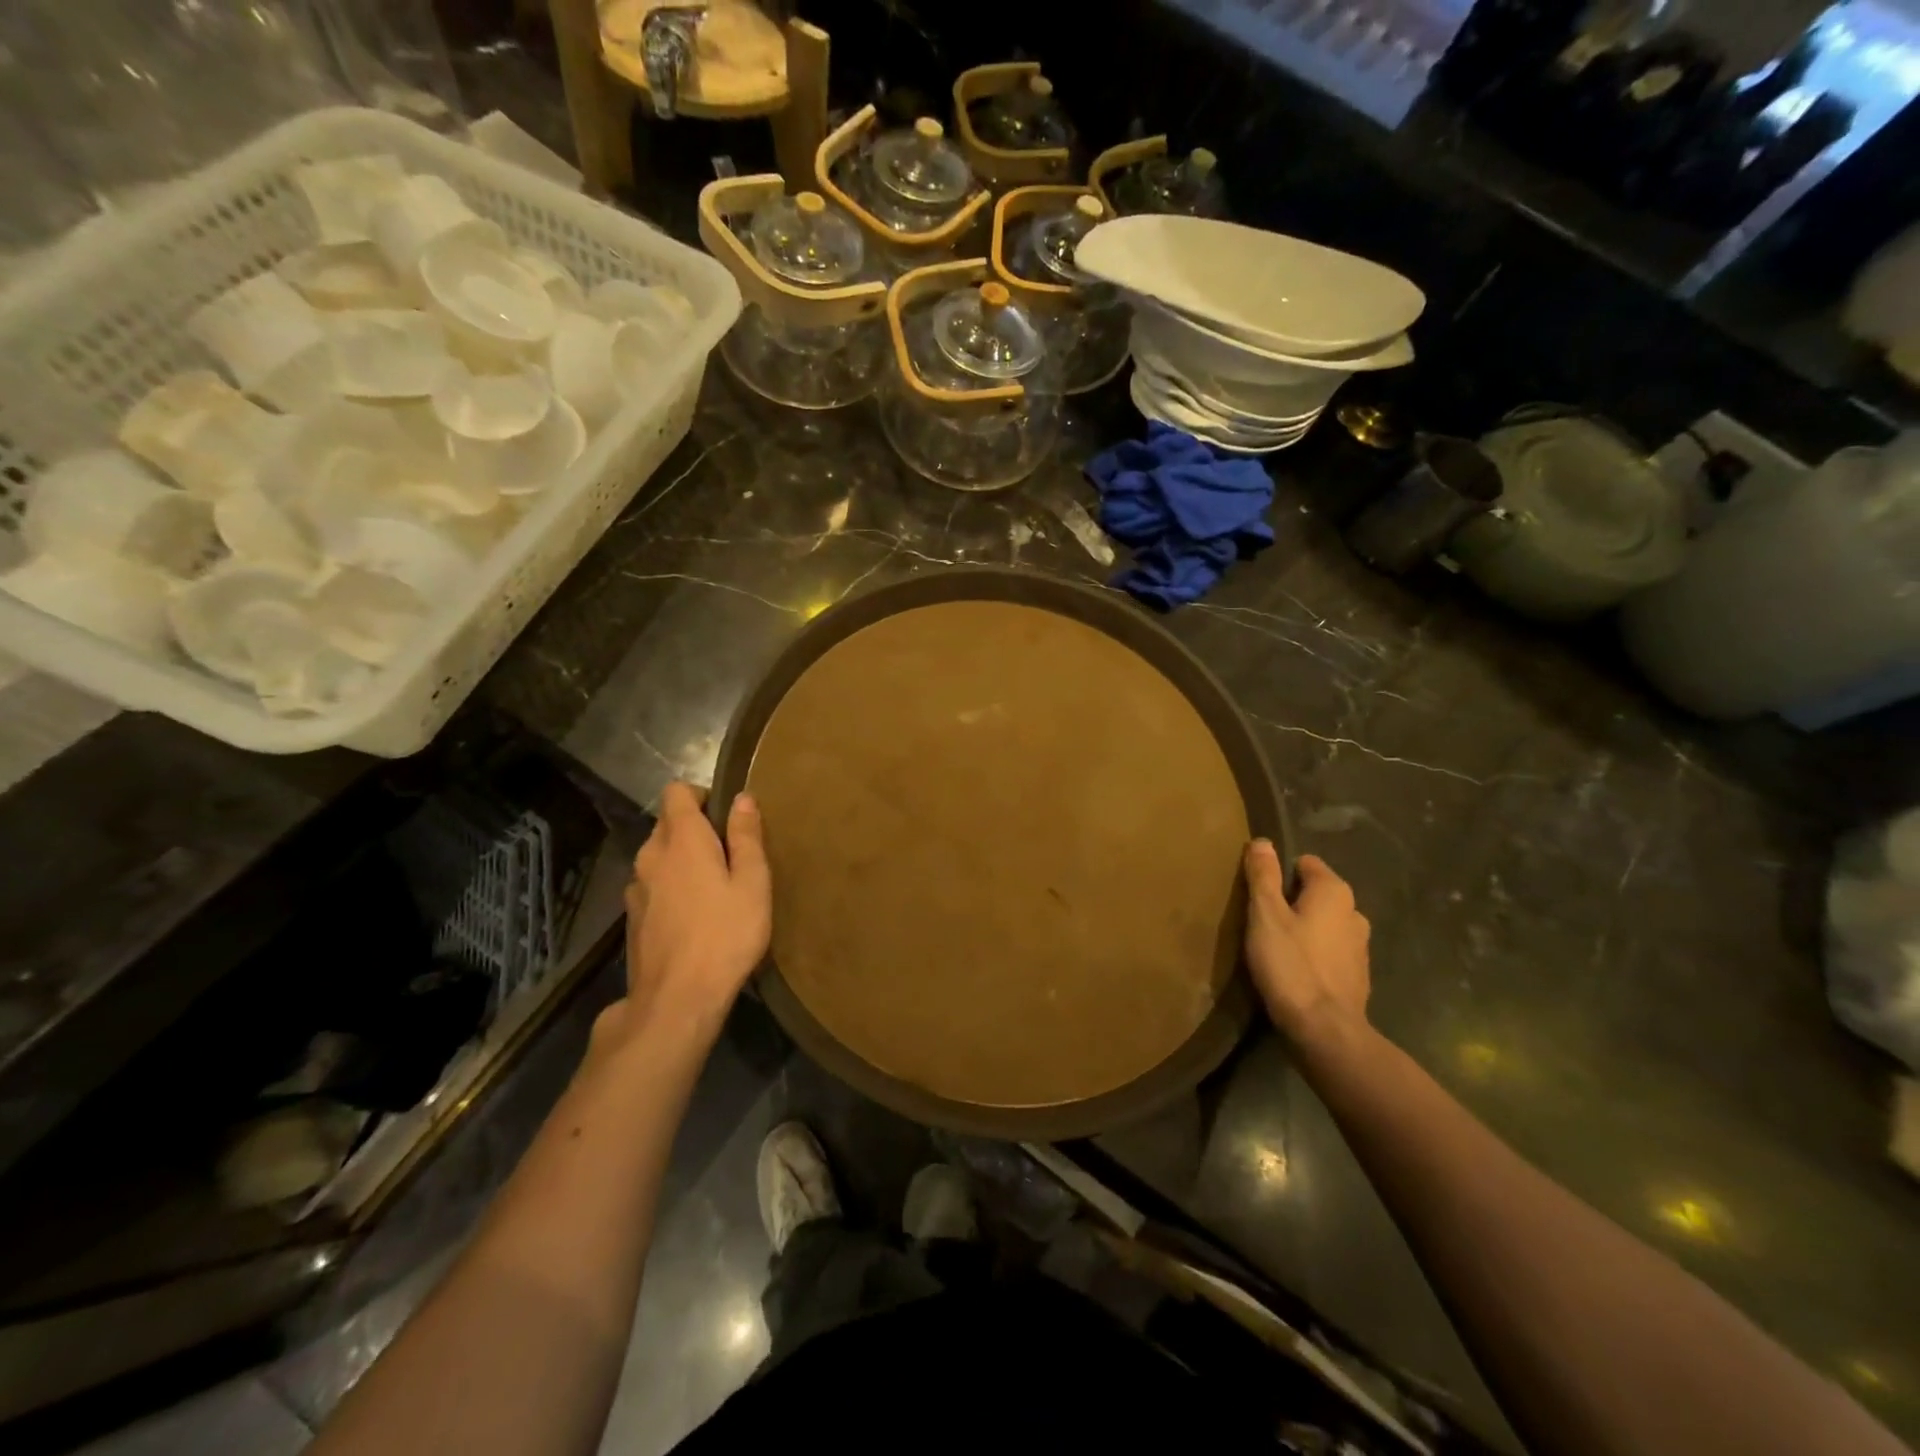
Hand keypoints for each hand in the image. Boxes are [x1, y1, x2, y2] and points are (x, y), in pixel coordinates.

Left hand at [620, 783, 771, 1034]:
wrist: (676, 1000)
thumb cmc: (725, 935)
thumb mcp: (752, 883)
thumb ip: (746, 837)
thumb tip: (743, 798)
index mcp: (681, 839)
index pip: (676, 791)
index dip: (701, 795)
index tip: (726, 817)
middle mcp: (650, 855)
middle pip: (668, 824)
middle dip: (696, 829)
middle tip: (730, 856)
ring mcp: (635, 888)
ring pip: (659, 856)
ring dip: (682, 860)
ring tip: (714, 888)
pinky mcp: (632, 918)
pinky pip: (653, 885)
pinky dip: (671, 887)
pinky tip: (694, 916)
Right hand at [1243, 844, 1370, 1048]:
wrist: (1325, 1029)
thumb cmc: (1290, 964)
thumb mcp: (1265, 915)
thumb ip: (1264, 876)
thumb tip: (1263, 842)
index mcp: (1334, 891)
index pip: (1305, 863)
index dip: (1279, 875)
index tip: (1259, 896)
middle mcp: (1354, 912)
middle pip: (1316, 893)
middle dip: (1292, 902)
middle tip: (1263, 922)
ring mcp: (1360, 945)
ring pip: (1325, 923)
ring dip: (1305, 929)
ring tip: (1277, 948)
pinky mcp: (1358, 975)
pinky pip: (1331, 951)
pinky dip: (1315, 954)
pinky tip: (1296, 971)